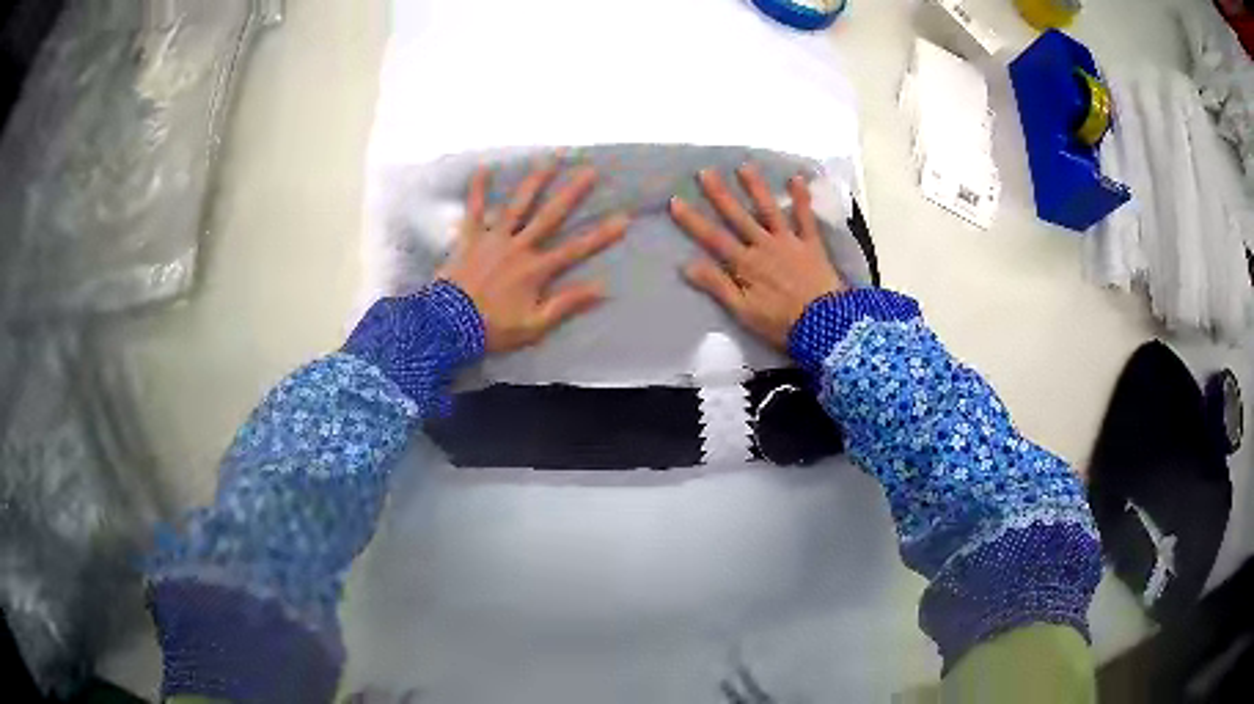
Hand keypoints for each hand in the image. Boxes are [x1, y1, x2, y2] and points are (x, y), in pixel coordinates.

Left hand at [437, 163, 628, 352]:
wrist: (448, 326)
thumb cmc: (493, 329)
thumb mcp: (534, 326)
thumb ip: (566, 304)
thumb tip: (602, 289)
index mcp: (536, 269)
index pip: (576, 249)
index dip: (601, 235)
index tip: (624, 218)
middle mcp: (518, 247)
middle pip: (550, 216)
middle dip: (572, 193)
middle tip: (590, 171)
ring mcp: (493, 239)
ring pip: (518, 205)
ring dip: (535, 180)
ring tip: (550, 158)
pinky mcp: (469, 238)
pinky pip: (474, 209)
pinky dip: (477, 189)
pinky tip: (483, 168)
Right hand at [669, 164, 847, 349]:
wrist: (825, 325)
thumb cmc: (781, 322)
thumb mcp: (743, 311)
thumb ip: (717, 286)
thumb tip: (687, 265)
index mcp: (745, 264)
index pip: (714, 238)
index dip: (693, 220)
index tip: (676, 201)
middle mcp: (764, 245)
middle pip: (738, 217)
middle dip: (720, 194)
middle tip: (705, 171)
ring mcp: (789, 242)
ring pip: (769, 210)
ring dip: (756, 188)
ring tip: (744, 166)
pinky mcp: (811, 244)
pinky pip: (805, 218)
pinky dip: (801, 198)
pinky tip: (797, 178)